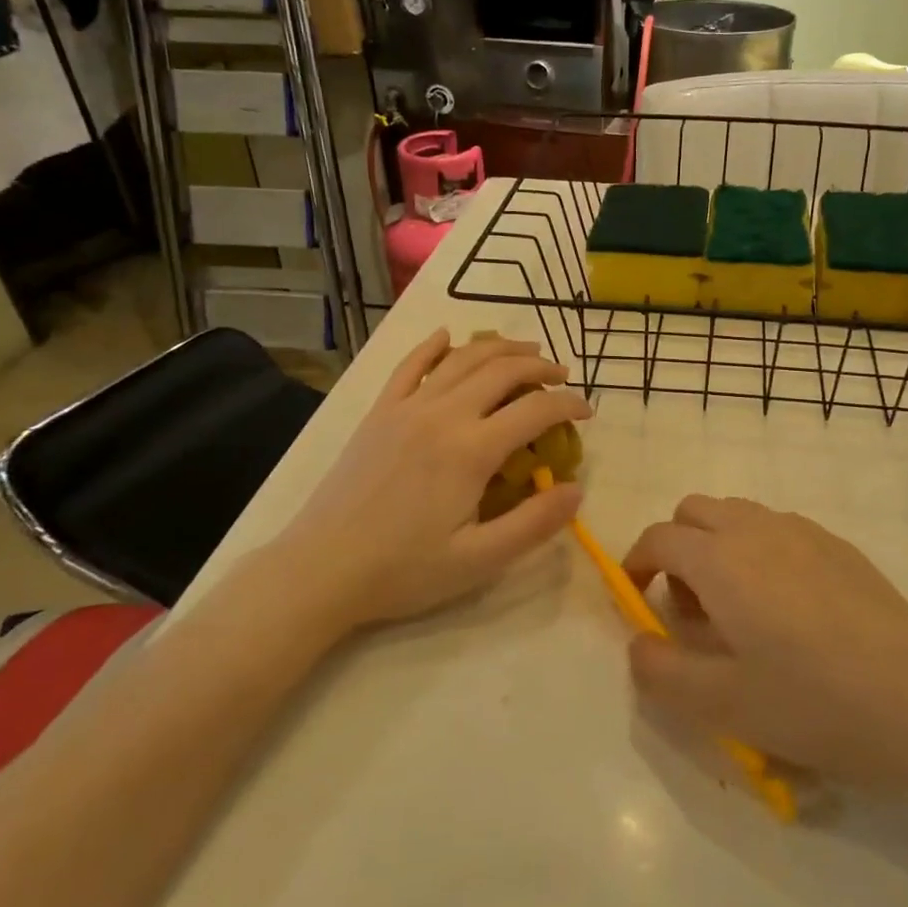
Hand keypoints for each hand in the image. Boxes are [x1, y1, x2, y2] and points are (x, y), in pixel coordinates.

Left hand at [264, 331, 589, 630]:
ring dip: (499, 348)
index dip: (569, 404)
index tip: (587, 411)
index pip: (535, 410)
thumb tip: (576, 490)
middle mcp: (442, 414)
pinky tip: (447, 336)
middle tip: (562, 375)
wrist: (320, 569)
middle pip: (501, 370)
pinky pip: (409, 366)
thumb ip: (534, 523)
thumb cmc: (403, 570)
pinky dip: (433, 346)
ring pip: (461, 359)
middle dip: (540, 366)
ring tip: (526, 350)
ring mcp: (406, 408)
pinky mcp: (379, 412)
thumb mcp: (479, 560)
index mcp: (471, 450)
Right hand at [623, 496, 907, 790]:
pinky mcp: (838, 544)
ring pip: (738, 514)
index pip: (658, 538)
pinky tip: (789, 608)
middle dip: (676, 547)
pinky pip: (778, 528)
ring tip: (738, 608)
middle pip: (694, 511)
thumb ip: (661, 672)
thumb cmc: (812, 701)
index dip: (636, 562)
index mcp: (720, 559)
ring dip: (718, 545)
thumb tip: (637, 645)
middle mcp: (756, 528)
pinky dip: (759, 549)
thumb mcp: (721, 704)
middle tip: (691, 607)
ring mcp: (802, 530)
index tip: (637, 597)